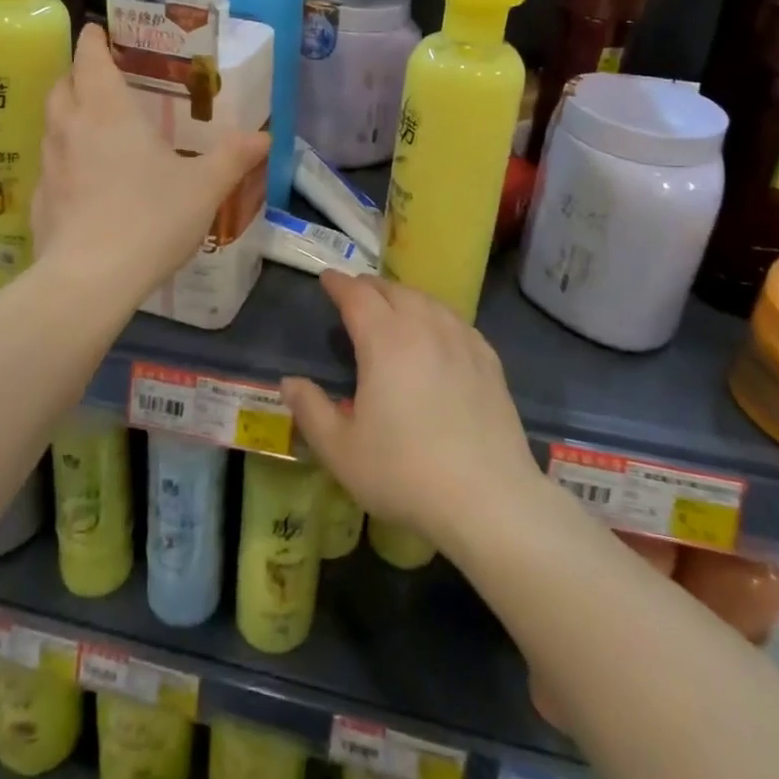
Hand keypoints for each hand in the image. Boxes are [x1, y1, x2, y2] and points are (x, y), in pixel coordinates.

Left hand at [32, 24, 267, 299]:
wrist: (90, 279)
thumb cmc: (151, 218)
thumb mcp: (204, 187)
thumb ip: (232, 158)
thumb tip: (263, 136)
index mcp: (108, 112)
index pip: (90, 59)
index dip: (93, 41)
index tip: (97, 30)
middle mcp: (71, 129)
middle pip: (62, 86)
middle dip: (77, 75)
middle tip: (99, 77)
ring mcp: (50, 165)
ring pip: (51, 124)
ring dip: (67, 114)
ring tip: (91, 124)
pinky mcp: (40, 201)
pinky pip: (50, 165)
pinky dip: (63, 158)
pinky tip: (83, 180)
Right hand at [281, 273, 544, 555]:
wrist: (488, 500)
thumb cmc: (404, 473)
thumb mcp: (341, 450)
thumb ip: (310, 410)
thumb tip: (288, 382)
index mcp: (384, 340)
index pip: (357, 296)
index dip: (338, 284)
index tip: (326, 278)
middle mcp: (424, 328)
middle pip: (394, 291)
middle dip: (370, 287)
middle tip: (354, 294)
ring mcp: (462, 342)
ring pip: (428, 302)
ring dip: (404, 298)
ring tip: (393, 309)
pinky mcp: (489, 361)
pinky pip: (457, 322)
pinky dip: (436, 316)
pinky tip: (438, 332)